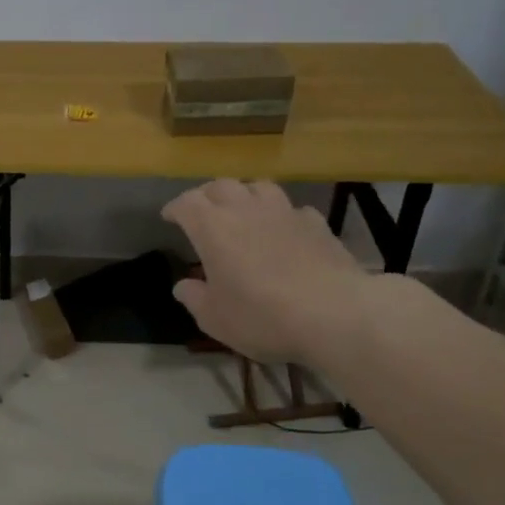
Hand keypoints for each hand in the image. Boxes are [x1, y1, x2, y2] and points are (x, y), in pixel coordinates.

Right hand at [162, 180, 366, 365]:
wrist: (335, 313)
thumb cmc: (262, 316)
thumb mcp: (215, 319)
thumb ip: (194, 298)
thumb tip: (183, 285)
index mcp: (212, 228)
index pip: (186, 203)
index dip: (175, 208)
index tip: (170, 217)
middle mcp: (245, 210)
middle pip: (221, 186)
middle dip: (207, 195)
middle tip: (203, 212)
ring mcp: (284, 212)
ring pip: (258, 187)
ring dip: (245, 195)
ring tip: (243, 211)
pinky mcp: (316, 223)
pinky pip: (292, 209)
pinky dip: (281, 215)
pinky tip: (284, 231)